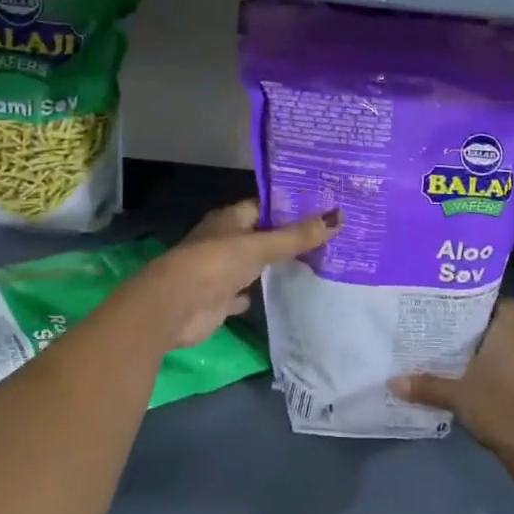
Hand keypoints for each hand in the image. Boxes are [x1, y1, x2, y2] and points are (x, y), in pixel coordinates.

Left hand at [129, 199, 338, 348]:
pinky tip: (278, 293)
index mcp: (231, 219)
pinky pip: (244, 292)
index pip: (265, 206)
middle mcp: (225, 240)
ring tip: (313, 262)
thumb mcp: (261, 246)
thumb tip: (340, 217)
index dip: (291, 206)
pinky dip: (257, 292)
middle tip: (327, 236)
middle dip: (287, 237)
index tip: (322, 207)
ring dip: (273, 264)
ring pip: (253, 263)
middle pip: (261, 235)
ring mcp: (220, 270)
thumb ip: (297, 236)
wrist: (174, 307)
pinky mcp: (219, 299)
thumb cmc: (215, 264)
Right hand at [391, 298, 513, 474]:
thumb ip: (427, 386)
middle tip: (476, 334)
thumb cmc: (497, 405)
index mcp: (508, 336)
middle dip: (504, 329)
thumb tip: (392, 381)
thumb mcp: (456, 395)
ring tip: (481, 360)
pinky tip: (492, 387)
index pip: (510, 305)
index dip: (496, 304)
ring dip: (511, 355)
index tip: (473, 308)